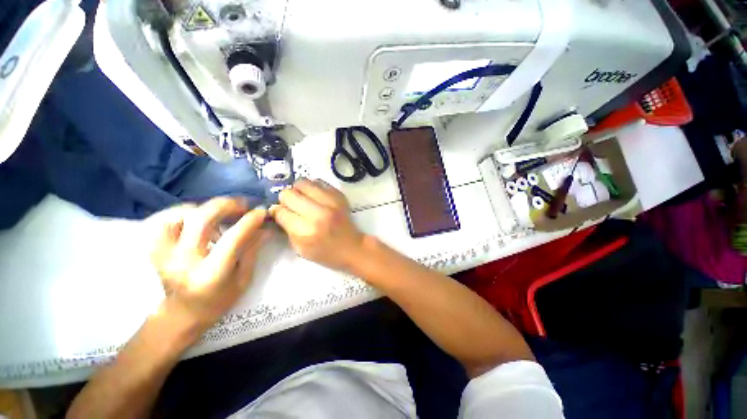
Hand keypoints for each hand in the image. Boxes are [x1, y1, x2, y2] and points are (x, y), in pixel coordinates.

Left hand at [149, 198, 269, 329]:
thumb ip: (252, 251)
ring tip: (219, 212)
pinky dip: (181, 213)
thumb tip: (265, 228)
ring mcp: (164, 254)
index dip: (249, 221)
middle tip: (242, 204)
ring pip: (178, 215)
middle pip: (200, 220)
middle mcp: (183, 261)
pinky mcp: (155, 249)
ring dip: (203, 208)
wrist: (181, 315)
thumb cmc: (218, 301)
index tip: (261, 211)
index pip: (233, 238)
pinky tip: (196, 217)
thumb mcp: (243, 279)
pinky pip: (162, 221)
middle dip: (225, 205)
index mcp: (211, 273)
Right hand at [270, 179, 364, 271]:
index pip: (281, 211)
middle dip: (286, 199)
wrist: (352, 247)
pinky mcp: (339, 195)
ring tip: (302, 199)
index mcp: (306, 231)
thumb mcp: (300, 249)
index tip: (281, 214)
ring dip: (298, 190)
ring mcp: (331, 202)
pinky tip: (315, 197)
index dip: (277, 212)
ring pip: (303, 183)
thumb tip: (276, 210)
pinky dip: (313, 188)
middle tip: (291, 206)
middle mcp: (319, 213)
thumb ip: (286, 229)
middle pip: (289, 194)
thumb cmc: (325, 252)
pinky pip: (319, 182)